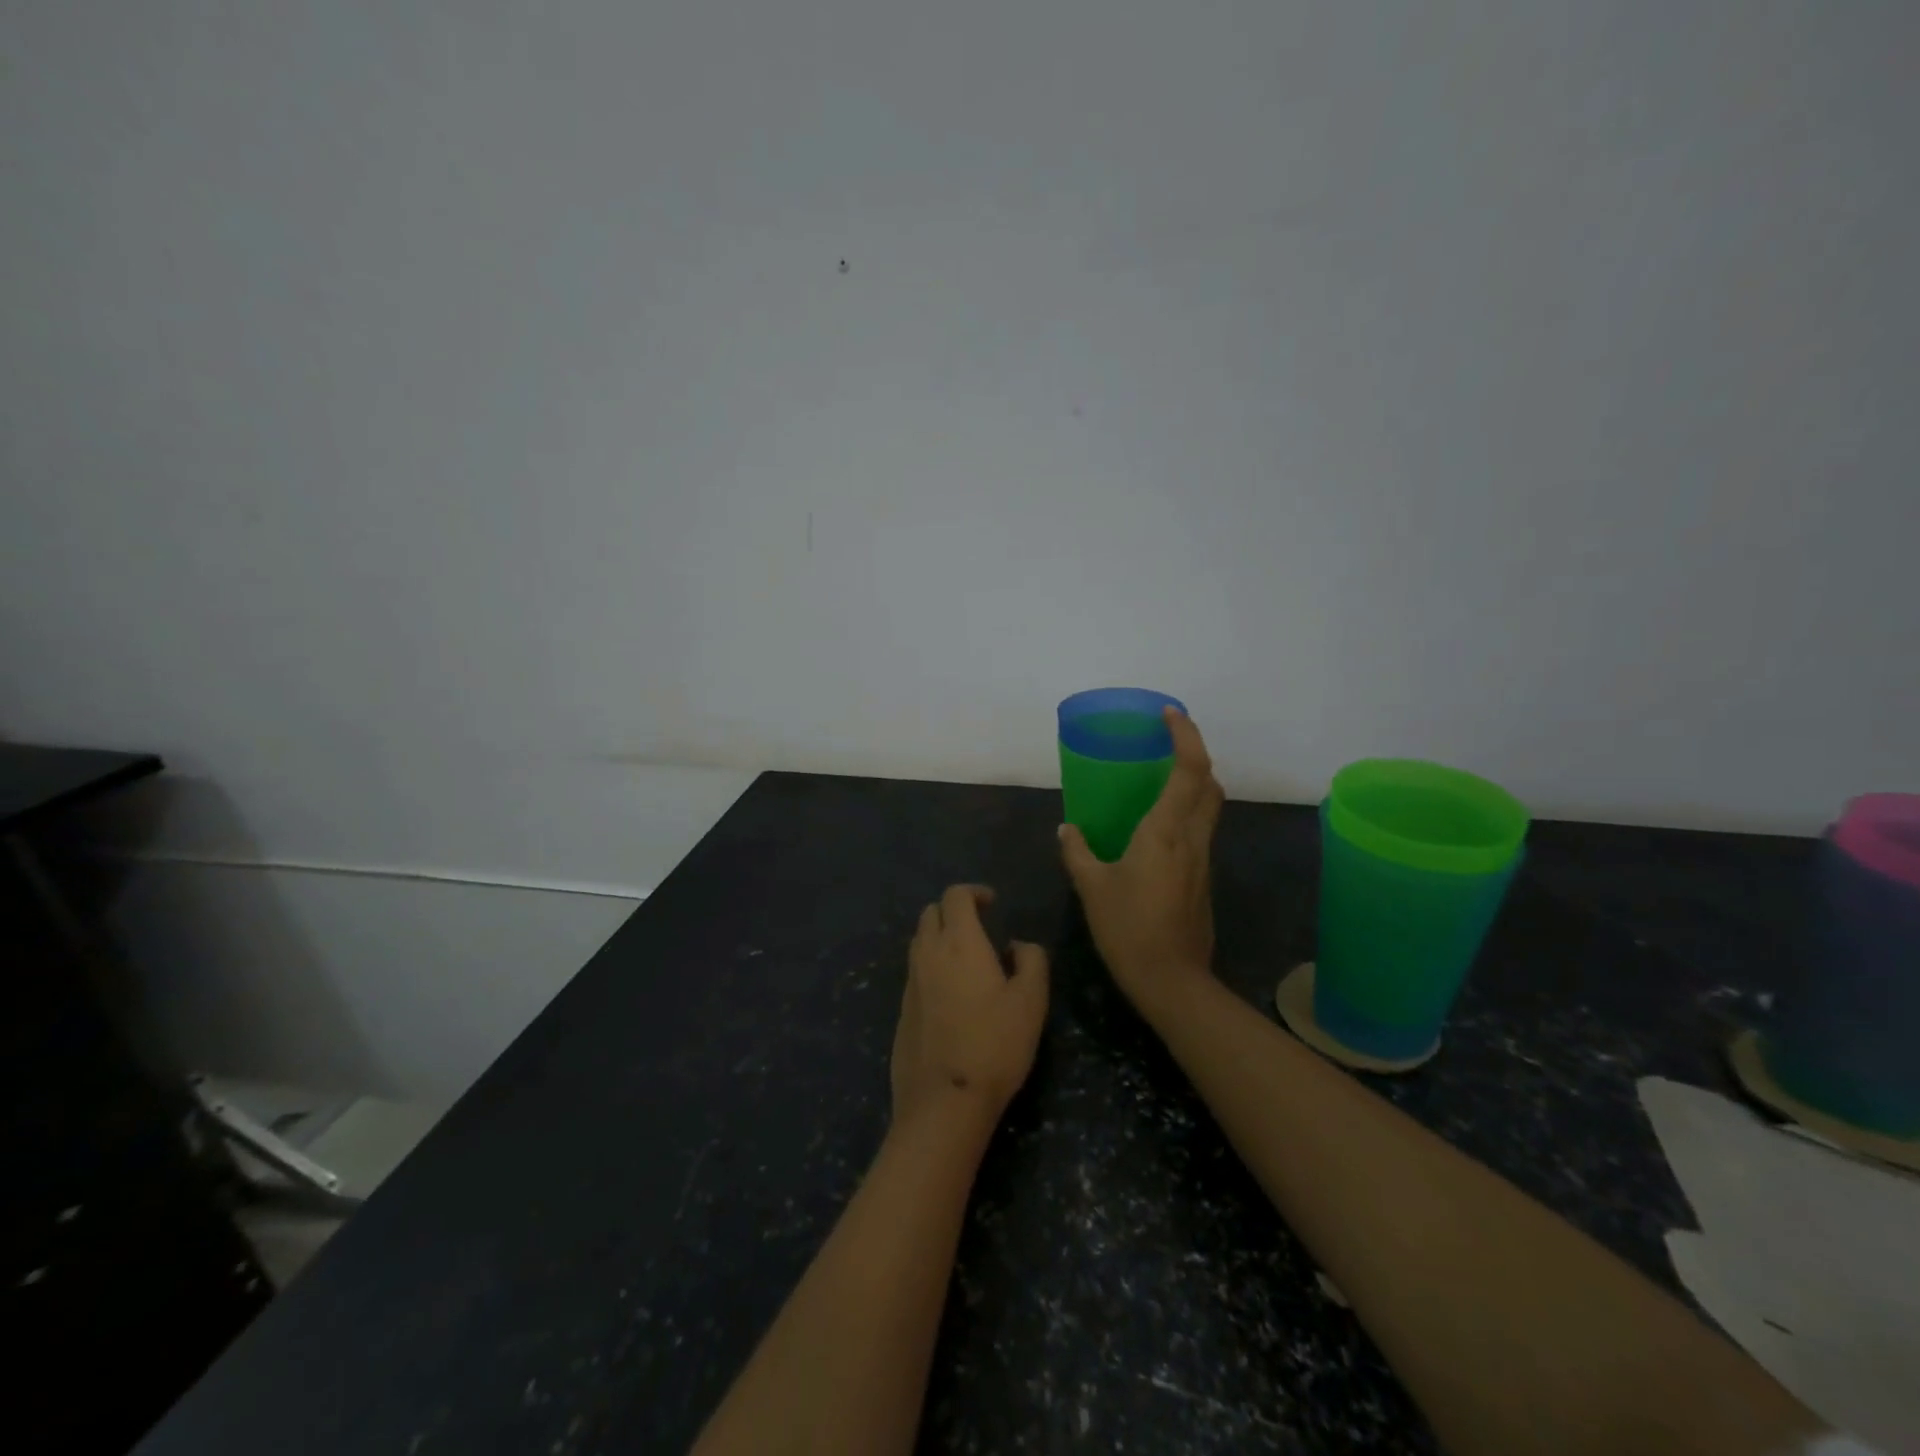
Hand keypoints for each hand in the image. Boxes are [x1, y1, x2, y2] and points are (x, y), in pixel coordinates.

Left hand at [891, 885, 1049, 1128]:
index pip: (955, 896)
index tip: (992, 904)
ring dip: (940, 937)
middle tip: (980, 927)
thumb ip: (1031, 960)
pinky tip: (952, 994)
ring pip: (919, 941)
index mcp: (960, 942)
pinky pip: (915, 971)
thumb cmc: (995, 1044)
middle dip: (953, 910)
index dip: (974, 892)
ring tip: (967, 959)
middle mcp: (928, 953)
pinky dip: (931, 966)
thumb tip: (1016, 945)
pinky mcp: (902, 1009)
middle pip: (931, 913)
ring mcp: (910, 982)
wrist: (945, 1101)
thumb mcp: (1032, 1000)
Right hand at [1059, 707, 1222, 1021]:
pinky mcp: (1203, 879)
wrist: (1172, 981)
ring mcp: (1202, 860)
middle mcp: (1192, 839)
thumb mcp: (1092, 888)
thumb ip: (1078, 852)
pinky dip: (1187, 811)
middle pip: (1209, 783)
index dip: (1185, 735)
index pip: (1189, 770)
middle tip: (1165, 743)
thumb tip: (1067, 828)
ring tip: (1159, 778)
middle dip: (1193, 754)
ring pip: (1209, 807)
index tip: (1169, 714)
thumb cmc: (1129, 929)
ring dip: (1193, 782)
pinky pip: (1200, 830)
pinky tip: (1158, 827)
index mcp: (1165, 832)